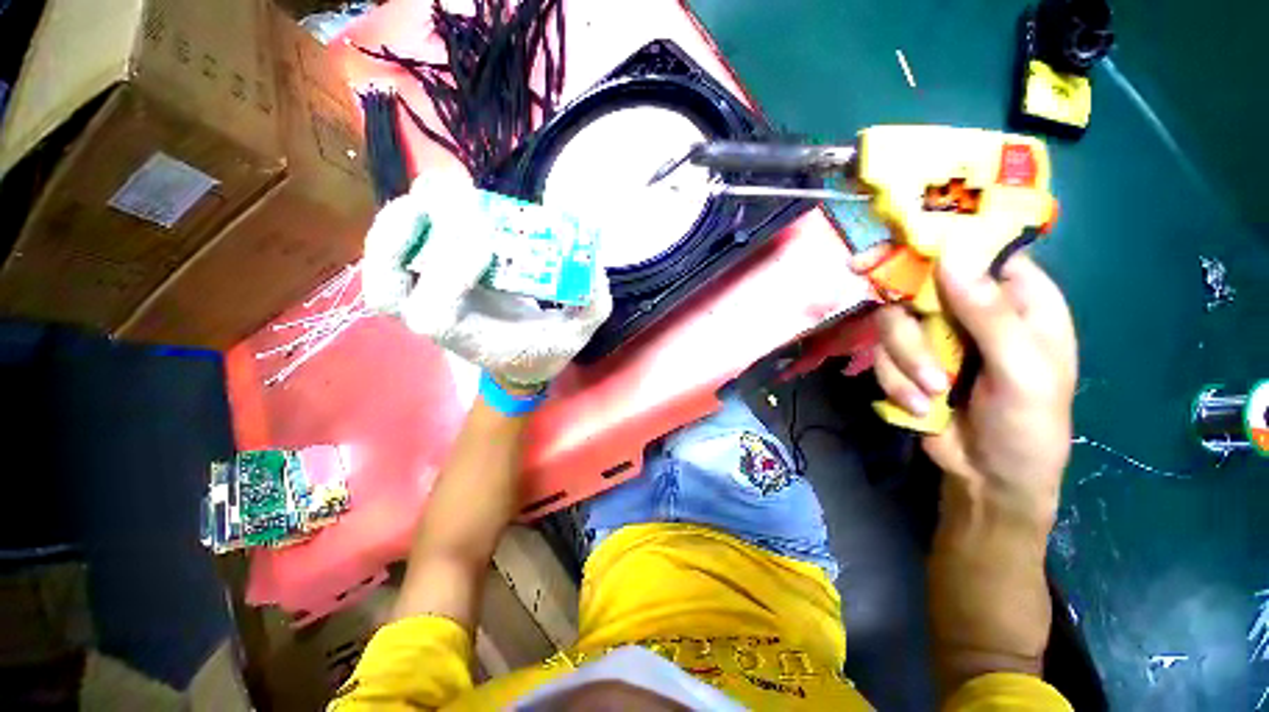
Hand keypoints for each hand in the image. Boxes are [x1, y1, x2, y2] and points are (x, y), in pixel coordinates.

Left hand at [363, 174, 612, 386]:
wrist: (520, 360)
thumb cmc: (543, 349)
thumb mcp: (576, 334)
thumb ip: (591, 304)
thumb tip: (591, 261)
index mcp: (470, 338)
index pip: (436, 312)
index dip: (450, 272)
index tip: (487, 238)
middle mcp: (439, 321)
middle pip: (387, 290)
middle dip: (398, 240)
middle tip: (437, 200)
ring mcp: (428, 299)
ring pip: (383, 266)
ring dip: (397, 224)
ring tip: (432, 190)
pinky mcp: (431, 280)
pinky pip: (400, 251)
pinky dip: (407, 221)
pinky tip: (433, 196)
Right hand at [859, 246, 1076, 525]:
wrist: (989, 478)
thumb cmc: (1029, 427)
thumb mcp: (1024, 372)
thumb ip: (991, 315)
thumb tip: (951, 256)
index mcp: (1019, 300)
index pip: (977, 251)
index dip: (937, 243)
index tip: (890, 252)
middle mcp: (971, 309)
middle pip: (917, 286)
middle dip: (908, 323)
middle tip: (896, 337)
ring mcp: (934, 336)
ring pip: (892, 324)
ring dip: (905, 363)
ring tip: (930, 394)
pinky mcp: (907, 361)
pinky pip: (883, 356)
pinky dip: (896, 382)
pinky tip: (920, 405)